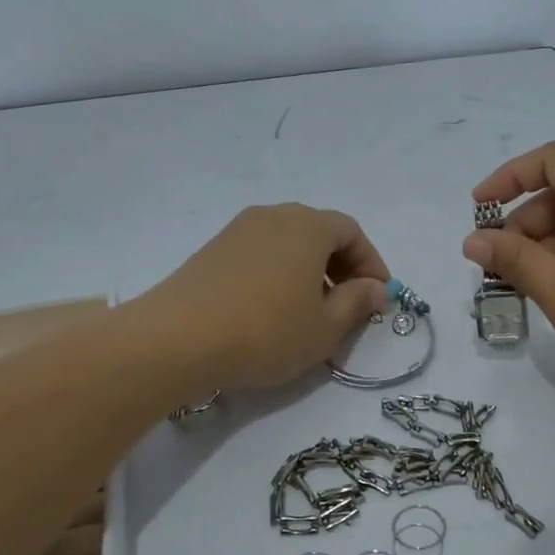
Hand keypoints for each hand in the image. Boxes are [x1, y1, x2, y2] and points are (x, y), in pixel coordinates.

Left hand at [142, 204, 390, 391]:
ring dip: (309, 271)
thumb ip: (357, 303)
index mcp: (308, 226)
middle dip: (341, 267)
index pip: (352, 233)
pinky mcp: (213, 250)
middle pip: (320, 233)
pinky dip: (279, 274)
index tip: (378, 298)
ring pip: (289, 244)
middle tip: (349, 305)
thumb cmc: (266, 331)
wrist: (176, 339)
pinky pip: (261, 254)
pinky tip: (273, 311)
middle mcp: (274, 216)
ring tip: (311, 312)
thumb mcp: (325, 327)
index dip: (371, 264)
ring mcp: (238, 230)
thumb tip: (375, 288)